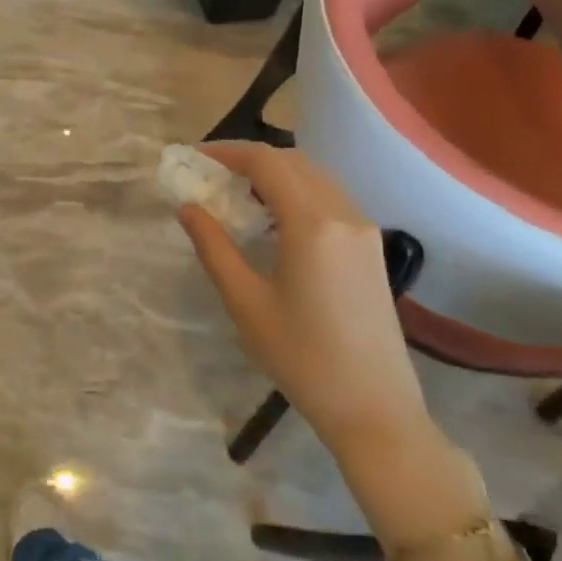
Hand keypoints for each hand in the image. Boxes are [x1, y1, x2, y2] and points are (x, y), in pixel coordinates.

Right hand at [177, 142, 434, 463]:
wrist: (374, 409)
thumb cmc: (301, 357)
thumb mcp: (245, 302)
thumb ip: (213, 246)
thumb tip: (187, 207)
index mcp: (312, 223)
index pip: (266, 162)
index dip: (226, 151)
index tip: (194, 158)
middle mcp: (344, 214)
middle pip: (293, 162)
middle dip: (249, 159)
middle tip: (211, 175)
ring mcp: (364, 230)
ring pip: (315, 177)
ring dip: (275, 173)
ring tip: (237, 193)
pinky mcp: (371, 248)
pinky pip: (330, 199)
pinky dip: (297, 192)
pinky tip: (274, 218)